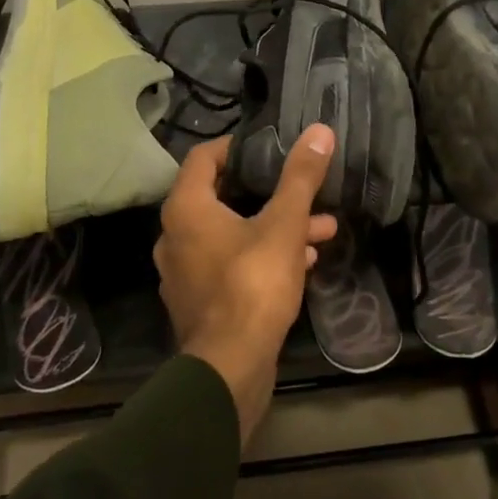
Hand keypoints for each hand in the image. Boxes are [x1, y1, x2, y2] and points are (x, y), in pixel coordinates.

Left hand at [153, 126, 338, 443]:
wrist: (230, 368)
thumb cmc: (252, 285)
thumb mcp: (283, 225)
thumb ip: (300, 177)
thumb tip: (320, 130)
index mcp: (186, 209)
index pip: (204, 158)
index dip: (235, 147)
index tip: (267, 147)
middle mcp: (175, 236)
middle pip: (222, 196)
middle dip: (270, 193)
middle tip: (303, 189)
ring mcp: (184, 272)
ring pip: (233, 234)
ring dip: (275, 227)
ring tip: (321, 229)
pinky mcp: (200, 301)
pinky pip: (232, 264)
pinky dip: (263, 256)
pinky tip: (303, 261)